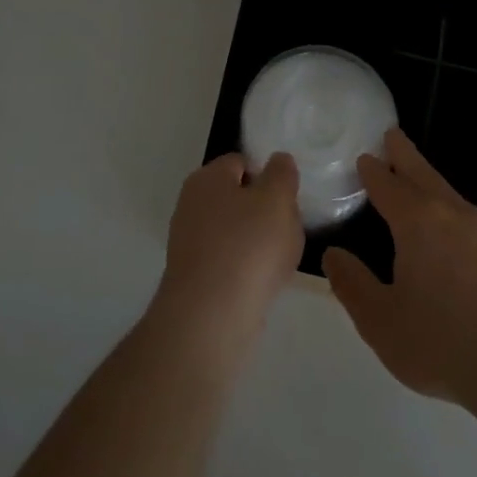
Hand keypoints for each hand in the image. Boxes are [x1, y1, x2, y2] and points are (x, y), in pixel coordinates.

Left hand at [151, 152, 304, 359]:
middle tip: (287, 227)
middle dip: (264, 211)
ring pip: (235, 231)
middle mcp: (191, 205)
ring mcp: (189, 242)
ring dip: (258, 242)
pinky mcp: (194, 276)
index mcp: (206, 178)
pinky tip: (262, 282)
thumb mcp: (277, 199)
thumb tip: (278, 160)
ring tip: (278, 259)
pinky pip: (228, 261)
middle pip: (237, 198)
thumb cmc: (248, 246)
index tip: (287, 198)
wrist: (211, 315)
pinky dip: (246, 268)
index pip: (240, 162)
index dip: (268, 175)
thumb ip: (281, 174)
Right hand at [324, 129, 476, 415]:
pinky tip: (450, 228)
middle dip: (404, 154)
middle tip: (392, 135)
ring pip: (448, 193)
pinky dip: (450, 207)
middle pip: (422, 174)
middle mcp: (452, 214)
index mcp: (417, 222)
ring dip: (428, 180)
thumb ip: (352, 285)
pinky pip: (468, 216)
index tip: (363, 157)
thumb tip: (333, 255)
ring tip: (416, 179)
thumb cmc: (442, 342)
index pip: (388, 185)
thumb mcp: (381, 321)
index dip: (373, 171)